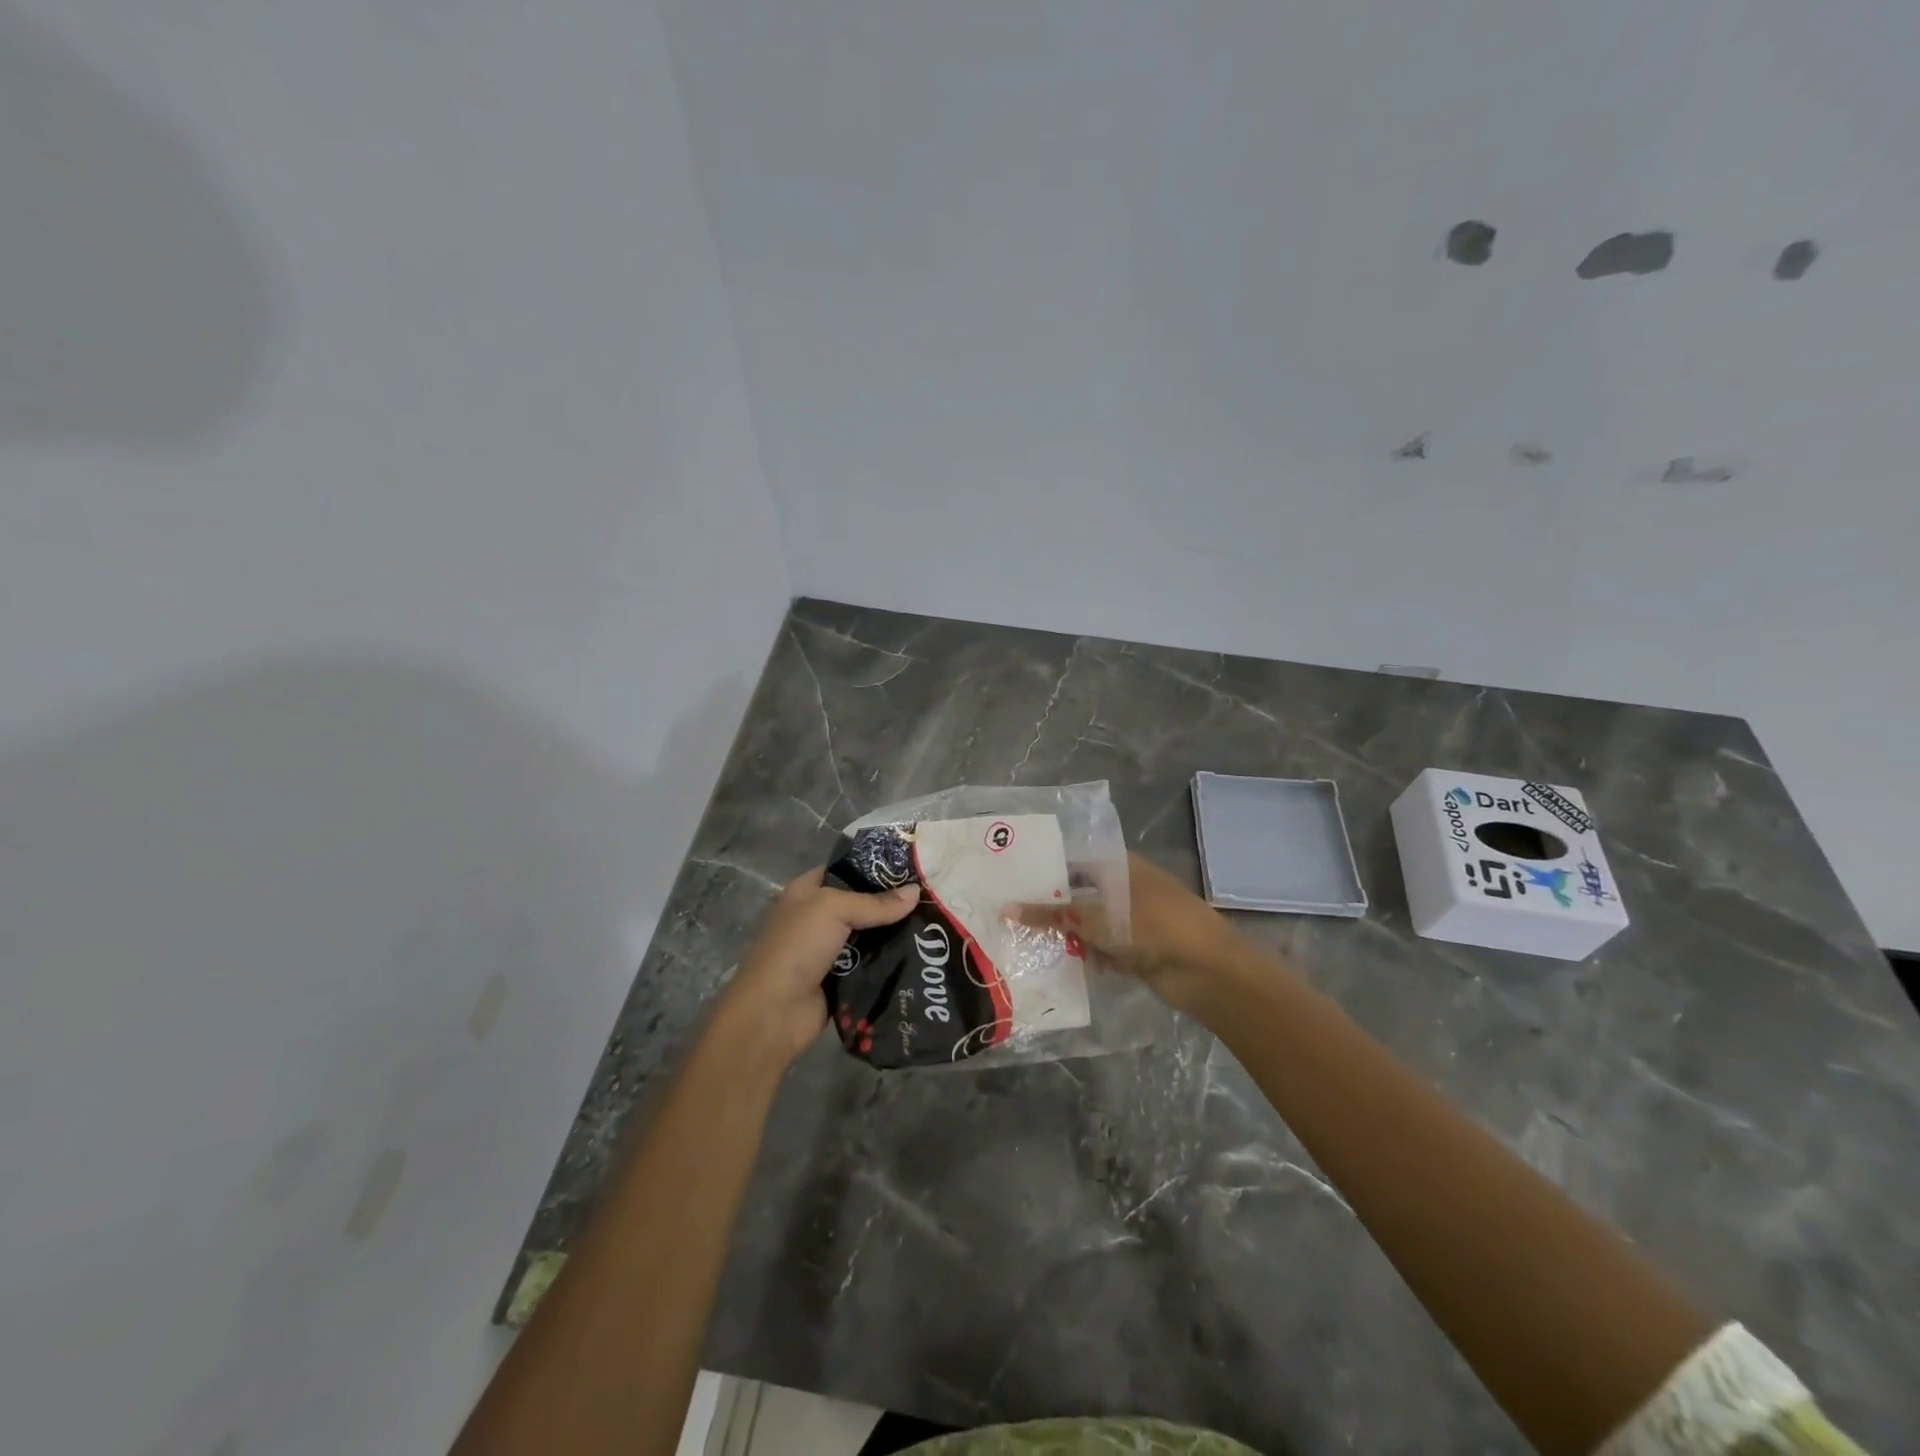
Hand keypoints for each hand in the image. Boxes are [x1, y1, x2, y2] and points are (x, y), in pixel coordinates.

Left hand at [718, 867, 919, 1066]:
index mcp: (807, 892)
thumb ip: (875, 902)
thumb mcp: (833, 910)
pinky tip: (921, 954)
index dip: (875, 866)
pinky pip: (872, 963)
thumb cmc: (797, 947)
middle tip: (930, 897)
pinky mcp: (842, 978)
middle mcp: (817, 917)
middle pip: (862, 903)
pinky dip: (890, 960)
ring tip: (934, 924)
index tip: (912, 867)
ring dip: (895, 933)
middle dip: (892, 901)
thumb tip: (916, 892)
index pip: (845, 869)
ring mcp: (829, 950)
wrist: (774, 1012)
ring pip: (870, 934)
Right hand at [1008, 852, 1255, 1017]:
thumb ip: (1051, 915)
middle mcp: (1125, 887)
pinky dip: (1088, 957)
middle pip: (1080, 895)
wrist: (1207, 969)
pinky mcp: (1139, 949)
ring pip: (1091, 925)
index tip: (1013, 884)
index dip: (1045, 872)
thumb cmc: (1151, 926)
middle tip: (1013, 918)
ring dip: (1068, 937)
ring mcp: (1134, 919)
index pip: (1073, 862)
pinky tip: (1061, 965)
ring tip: (1028, 944)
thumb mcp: (1094, 918)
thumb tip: (1007, 909)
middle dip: (1052, 910)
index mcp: (1119, 865)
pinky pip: (1104, 949)